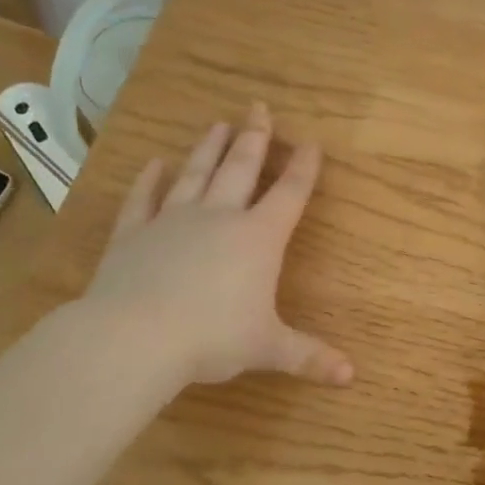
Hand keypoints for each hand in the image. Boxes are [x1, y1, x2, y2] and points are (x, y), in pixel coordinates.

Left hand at [79, 103, 352, 388]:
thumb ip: (309, 356)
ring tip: (219, 124)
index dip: (304, 168)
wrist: (136, 337)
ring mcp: (173, 220)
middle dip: (255, 139)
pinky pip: (144, 199)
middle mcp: (219, 218)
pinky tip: (155, 163)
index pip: (289, 195)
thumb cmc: (213, 338)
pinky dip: (150, 180)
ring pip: (196, 174)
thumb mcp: (268, 348)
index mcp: (259, 238)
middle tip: (259, 108)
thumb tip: (351, 376)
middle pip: (241, 169)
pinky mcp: (134, 233)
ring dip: (209, 148)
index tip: (311, 142)